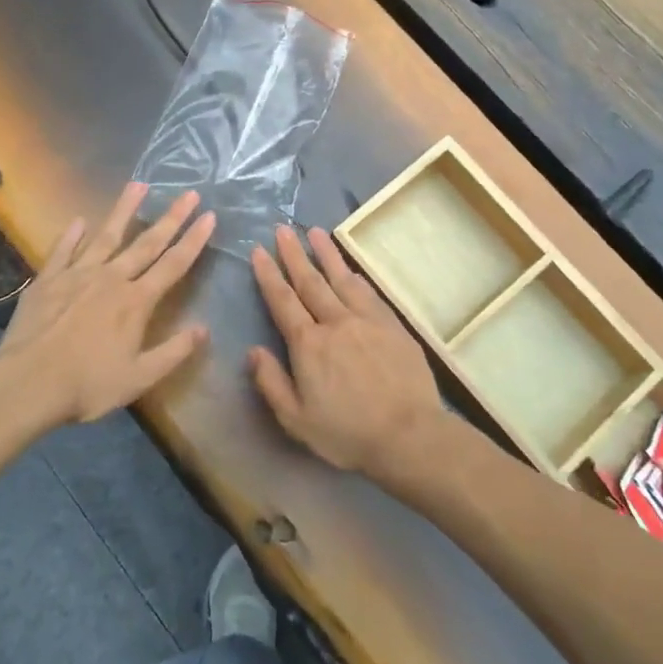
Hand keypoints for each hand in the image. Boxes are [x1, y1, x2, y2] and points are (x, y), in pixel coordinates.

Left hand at [0, 183, 215, 424]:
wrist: (26, 384)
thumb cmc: (87, 385)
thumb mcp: (139, 378)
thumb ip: (173, 352)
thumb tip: (204, 329)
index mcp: (136, 302)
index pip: (173, 264)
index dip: (194, 240)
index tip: (209, 216)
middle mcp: (111, 279)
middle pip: (146, 243)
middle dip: (171, 217)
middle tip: (189, 193)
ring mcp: (77, 275)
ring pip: (106, 236)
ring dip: (124, 210)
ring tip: (138, 185)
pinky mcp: (47, 280)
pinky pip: (63, 250)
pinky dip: (72, 235)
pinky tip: (78, 220)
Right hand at [249, 225, 443, 474]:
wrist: (408, 434)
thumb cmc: (347, 433)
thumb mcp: (296, 420)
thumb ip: (272, 383)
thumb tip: (253, 351)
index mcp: (308, 345)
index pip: (283, 301)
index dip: (269, 275)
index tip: (259, 251)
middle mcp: (335, 323)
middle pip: (310, 282)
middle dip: (293, 254)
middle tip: (282, 229)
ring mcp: (366, 320)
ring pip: (341, 279)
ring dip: (325, 254)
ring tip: (314, 232)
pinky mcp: (392, 325)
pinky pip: (369, 292)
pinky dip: (355, 275)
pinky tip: (349, 268)